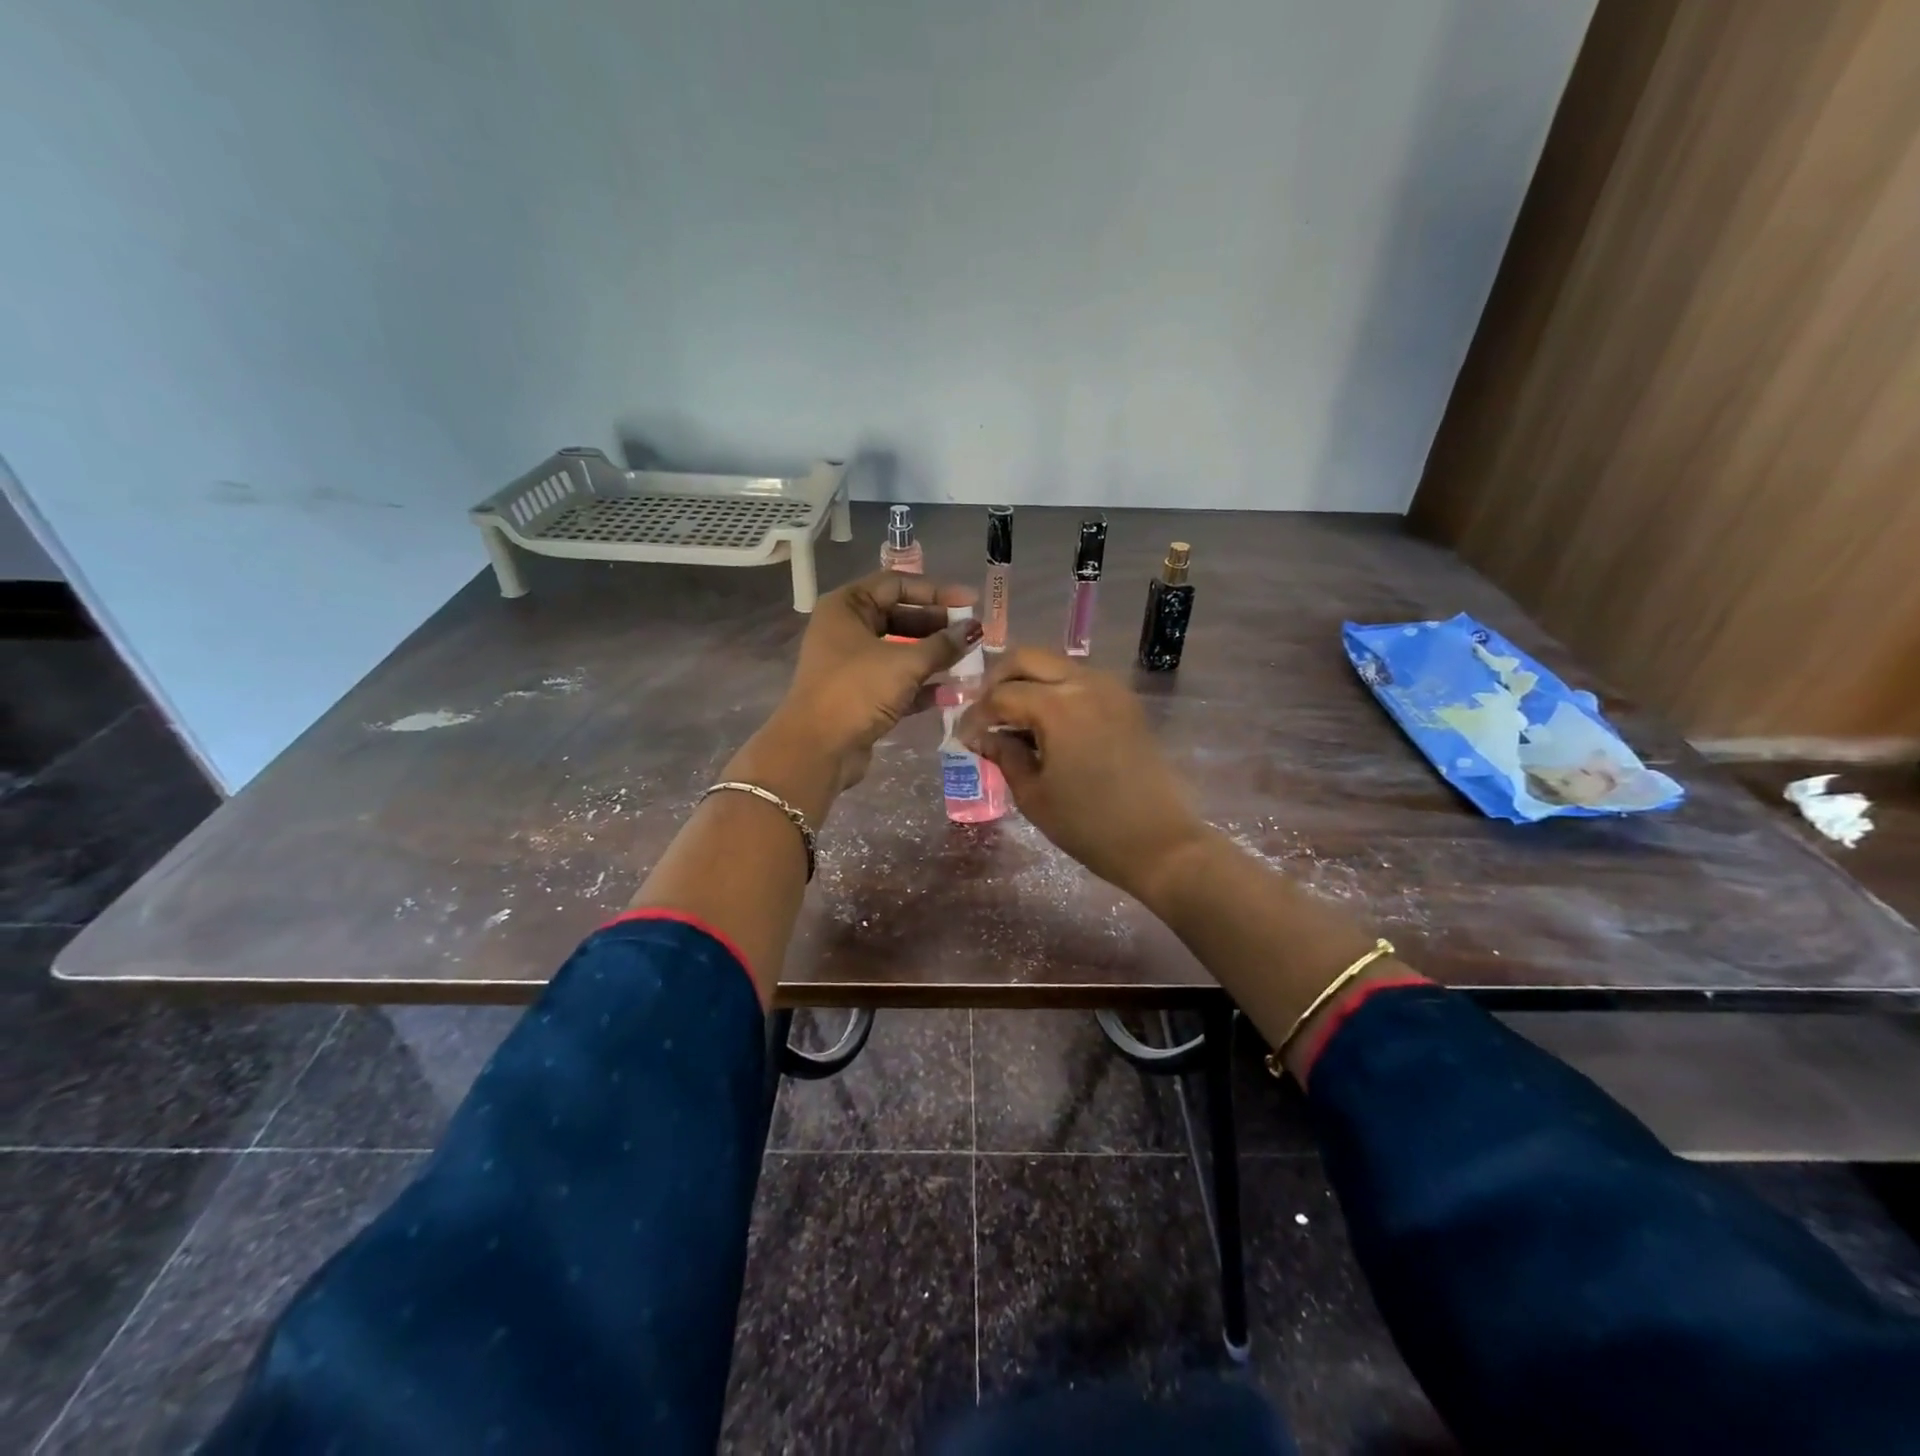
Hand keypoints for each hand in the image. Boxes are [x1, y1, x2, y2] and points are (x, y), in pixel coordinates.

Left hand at [768, 570, 979, 794]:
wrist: (818, 749)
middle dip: (937, 626)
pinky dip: (922, 684)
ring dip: (934, 656)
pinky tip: (953, 692)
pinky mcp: (860, 694)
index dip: (936, 592)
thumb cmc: (857, 691)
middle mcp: (846, 629)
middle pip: (899, 617)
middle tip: (972, 634)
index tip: (971, 603)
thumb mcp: (905, 663)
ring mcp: (852, 664)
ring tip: (969, 662)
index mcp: (847, 607)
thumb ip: (943, 644)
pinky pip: (897, 680)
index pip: (897, 584)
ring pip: (900, 651)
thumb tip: (975, 629)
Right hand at [956, 650, 1207, 906]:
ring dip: (1027, 681)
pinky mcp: (1124, 702)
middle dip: (997, 679)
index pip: (1001, 695)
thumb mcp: (1033, 795)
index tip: (963, 737)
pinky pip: (1079, 680)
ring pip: (1055, 664)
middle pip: (1027, 658)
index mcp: (1058, 706)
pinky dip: (1054, 690)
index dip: (976, 715)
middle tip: (983, 711)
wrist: (1159, 842)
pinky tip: (1044, 722)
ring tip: (1011, 717)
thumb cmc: (1088, 825)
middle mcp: (1085, 683)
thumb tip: (982, 736)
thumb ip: (1004, 755)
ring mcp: (1110, 688)